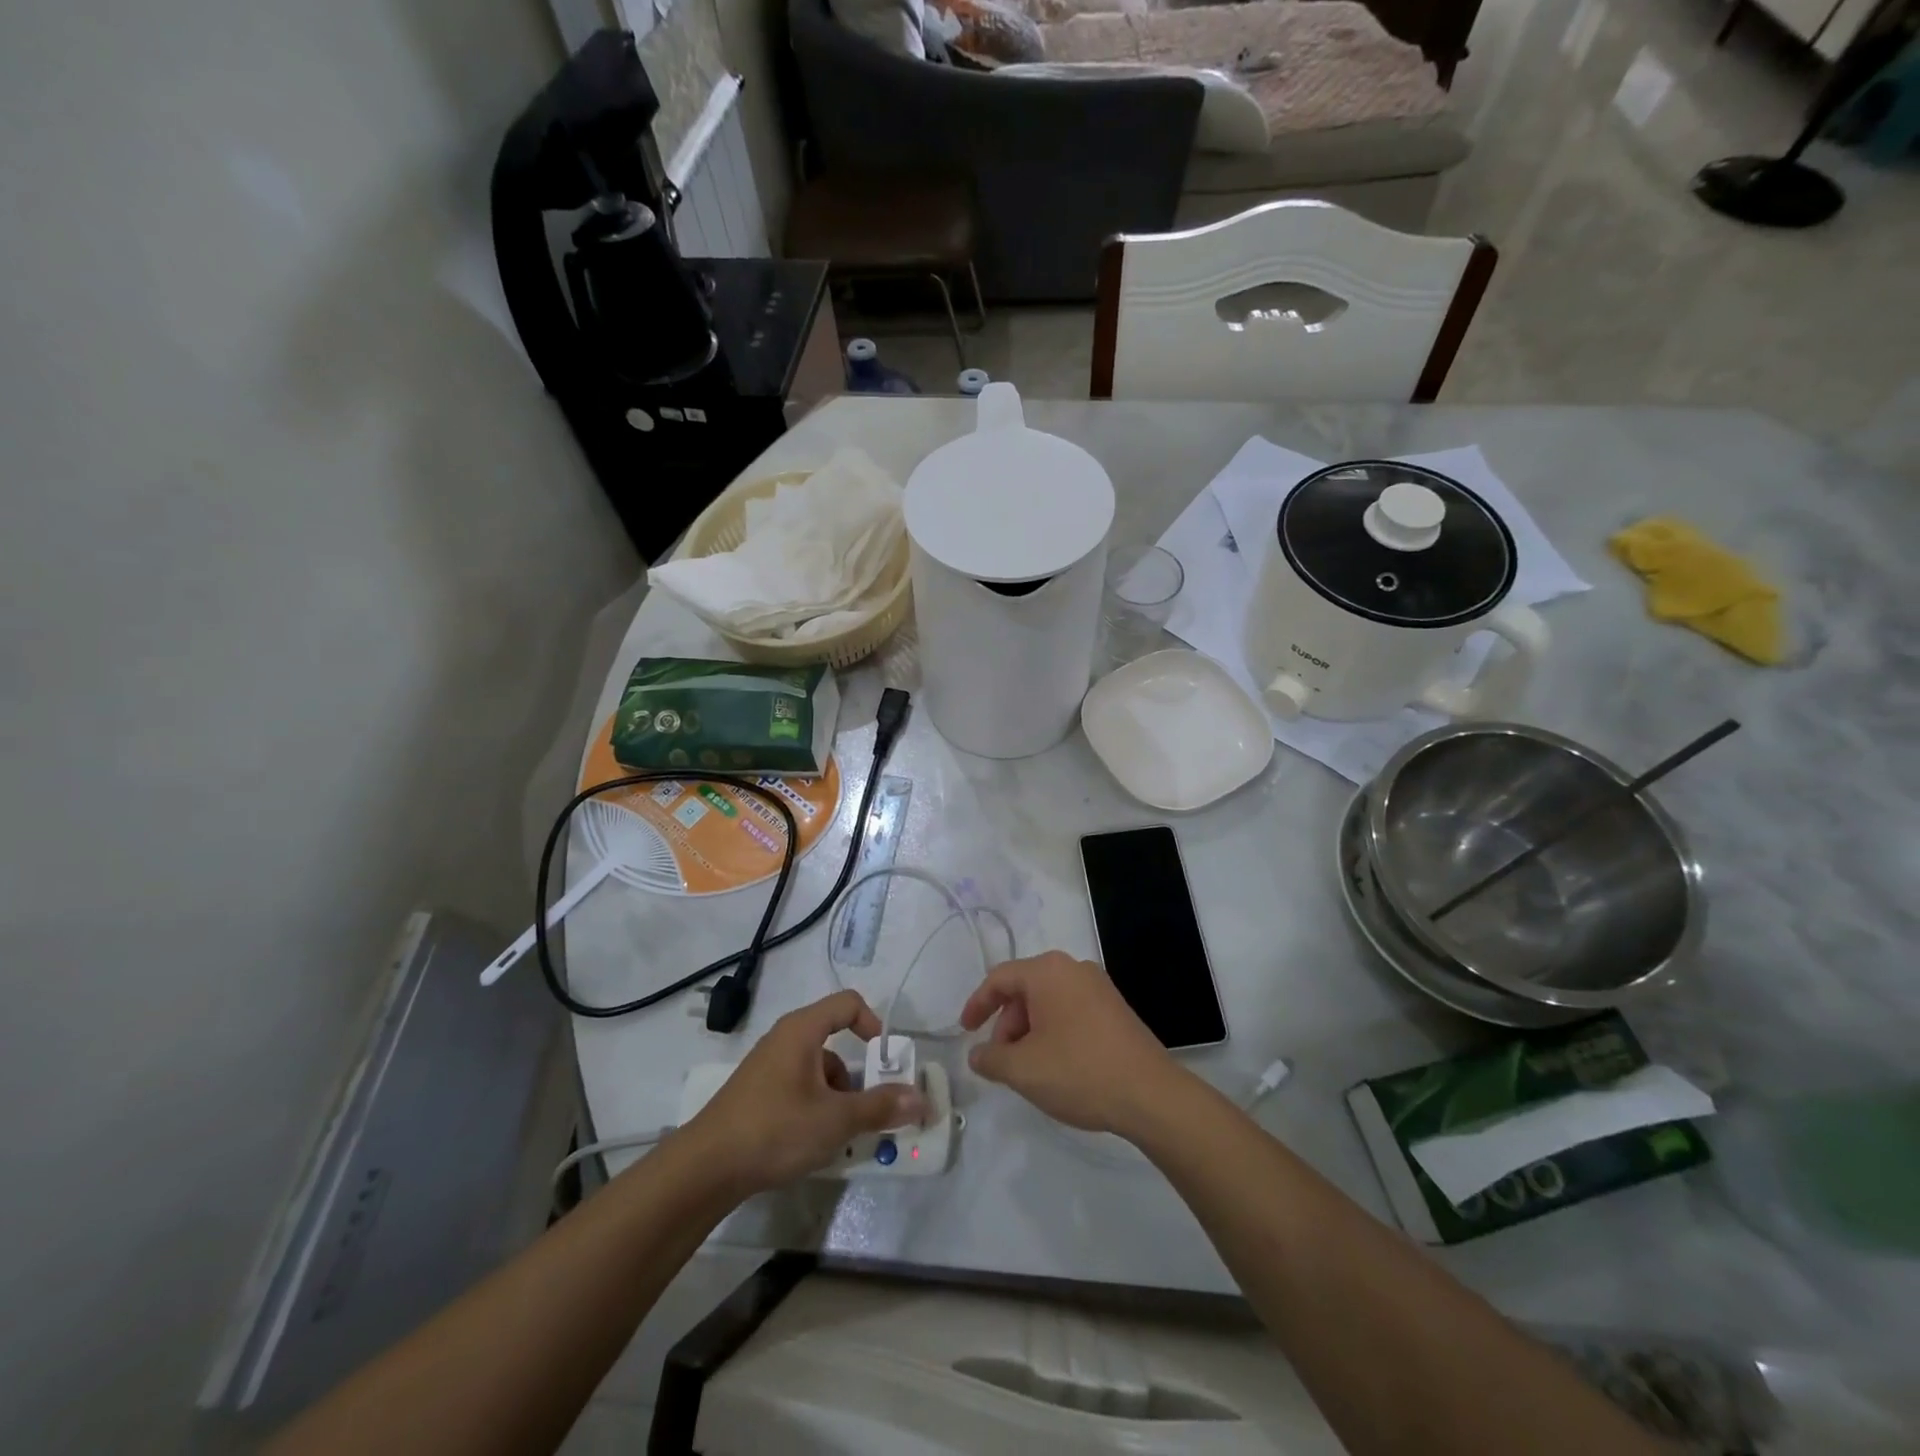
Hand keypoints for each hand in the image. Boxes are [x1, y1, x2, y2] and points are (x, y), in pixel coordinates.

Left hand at [683, 990, 927, 1195]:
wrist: (704, 1169)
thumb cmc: (775, 1130)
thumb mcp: (835, 1120)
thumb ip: (880, 1107)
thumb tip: (921, 1099)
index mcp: (802, 1030)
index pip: (848, 1003)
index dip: (873, 1023)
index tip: (884, 1059)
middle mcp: (784, 1038)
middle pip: (834, 1039)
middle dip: (857, 1074)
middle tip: (869, 1107)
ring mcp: (767, 1066)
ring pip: (817, 1068)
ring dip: (837, 1095)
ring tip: (840, 1134)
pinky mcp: (757, 1093)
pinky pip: (798, 1086)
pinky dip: (815, 1105)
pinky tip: (813, 1142)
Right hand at [959, 951, 1180, 1137]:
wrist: (1150, 1094)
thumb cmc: (1079, 1071)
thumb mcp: (1023, 1069)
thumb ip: (991, 1058)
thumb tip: (977, 1054)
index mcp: (1048, 971)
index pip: (1000, 978)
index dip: (977, 1004)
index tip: (965, 1032)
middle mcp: (1074, 968)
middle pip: (1025, 989)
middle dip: (1006, 1024)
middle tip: (1000, 1060)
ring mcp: (1099, 987)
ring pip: (1049, 1002)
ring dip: (1029, 1031)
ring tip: (1028, 1069)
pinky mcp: (1116, 1009)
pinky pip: (1071, 1011)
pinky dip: (1054, 1031)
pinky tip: (1056, 1065)